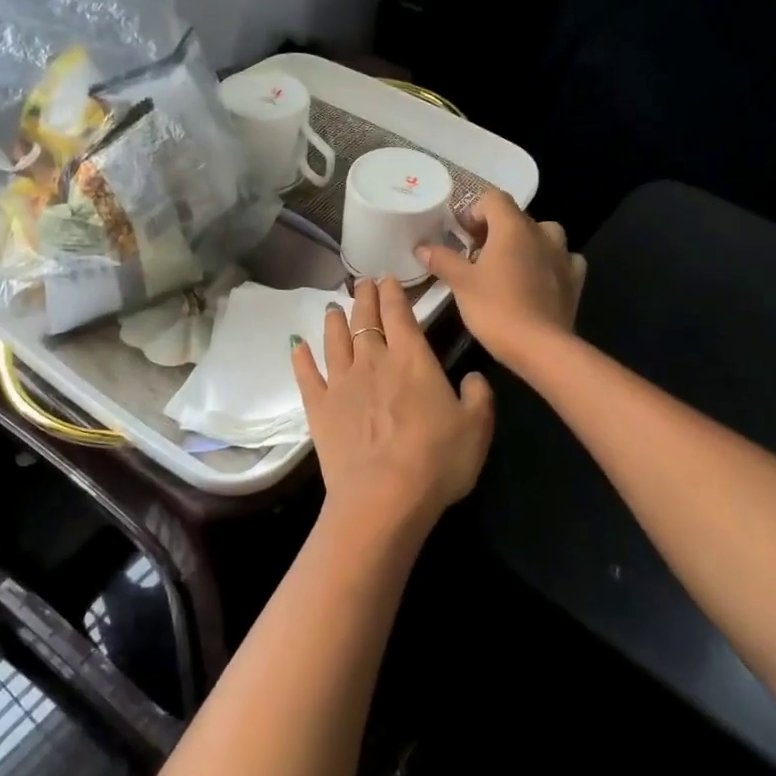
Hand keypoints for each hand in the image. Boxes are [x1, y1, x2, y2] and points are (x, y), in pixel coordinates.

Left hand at [291, 276, 495, 540]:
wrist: (384, 496)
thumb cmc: (437, 460)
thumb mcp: (476, 427)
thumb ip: (478, 395)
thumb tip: (474, 377)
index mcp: (411, 359)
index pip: (399, 314)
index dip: (393, 293)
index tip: (387, 278)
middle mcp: (373, 361)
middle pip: (365, 320)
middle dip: (364, 298)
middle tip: (362, 283)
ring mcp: (341, 382)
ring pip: (334, 340)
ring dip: (334, 321)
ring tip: (333, 307)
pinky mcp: (319, 407)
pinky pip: (306, 374)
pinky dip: (300, 357)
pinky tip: (296, 344)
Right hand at [417, 190, 585, 368]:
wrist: (540, 347)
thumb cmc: (495, 308)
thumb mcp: (460, 284)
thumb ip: (442, 260)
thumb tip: (422, 247)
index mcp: (512, 227)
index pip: (493, 199)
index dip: (474, 211)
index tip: (461, 235)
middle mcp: (541, 233)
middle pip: (516, 217)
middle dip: (495, 230)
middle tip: (475, 255)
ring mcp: (562, 255)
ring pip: (543, 235)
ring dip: (525, 243)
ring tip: (508, 265)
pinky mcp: (574, 279)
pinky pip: (563, 259)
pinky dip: (549, 263)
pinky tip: (538, 279)